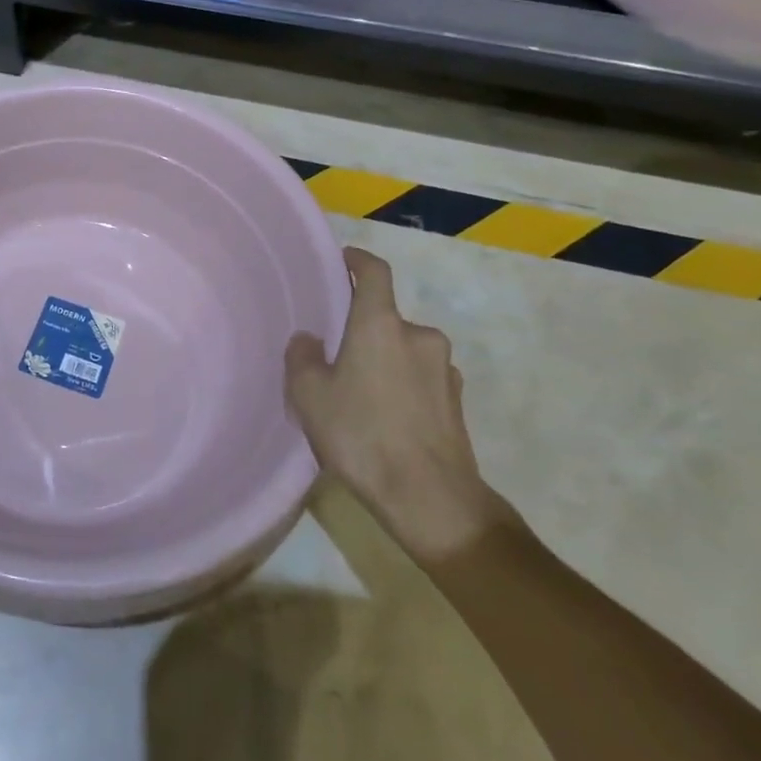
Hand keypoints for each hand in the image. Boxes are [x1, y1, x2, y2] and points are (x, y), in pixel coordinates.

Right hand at [285, 247, 505, 563]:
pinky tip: (386, 419)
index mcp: (381, 324)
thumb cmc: (363, 435)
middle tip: (336, 356)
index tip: (344, 259)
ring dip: (384, 361)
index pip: (375, 272)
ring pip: (405, 351)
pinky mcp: (457, 403)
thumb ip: (303, 357)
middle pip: (386, 318)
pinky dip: (403, 386)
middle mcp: (419, 336)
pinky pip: (421, 379)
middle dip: (363, 330)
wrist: (432, 500)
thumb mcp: (310, 396)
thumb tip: (310, 340)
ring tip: (360, 394)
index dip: (358, 260)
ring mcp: (444, 370)